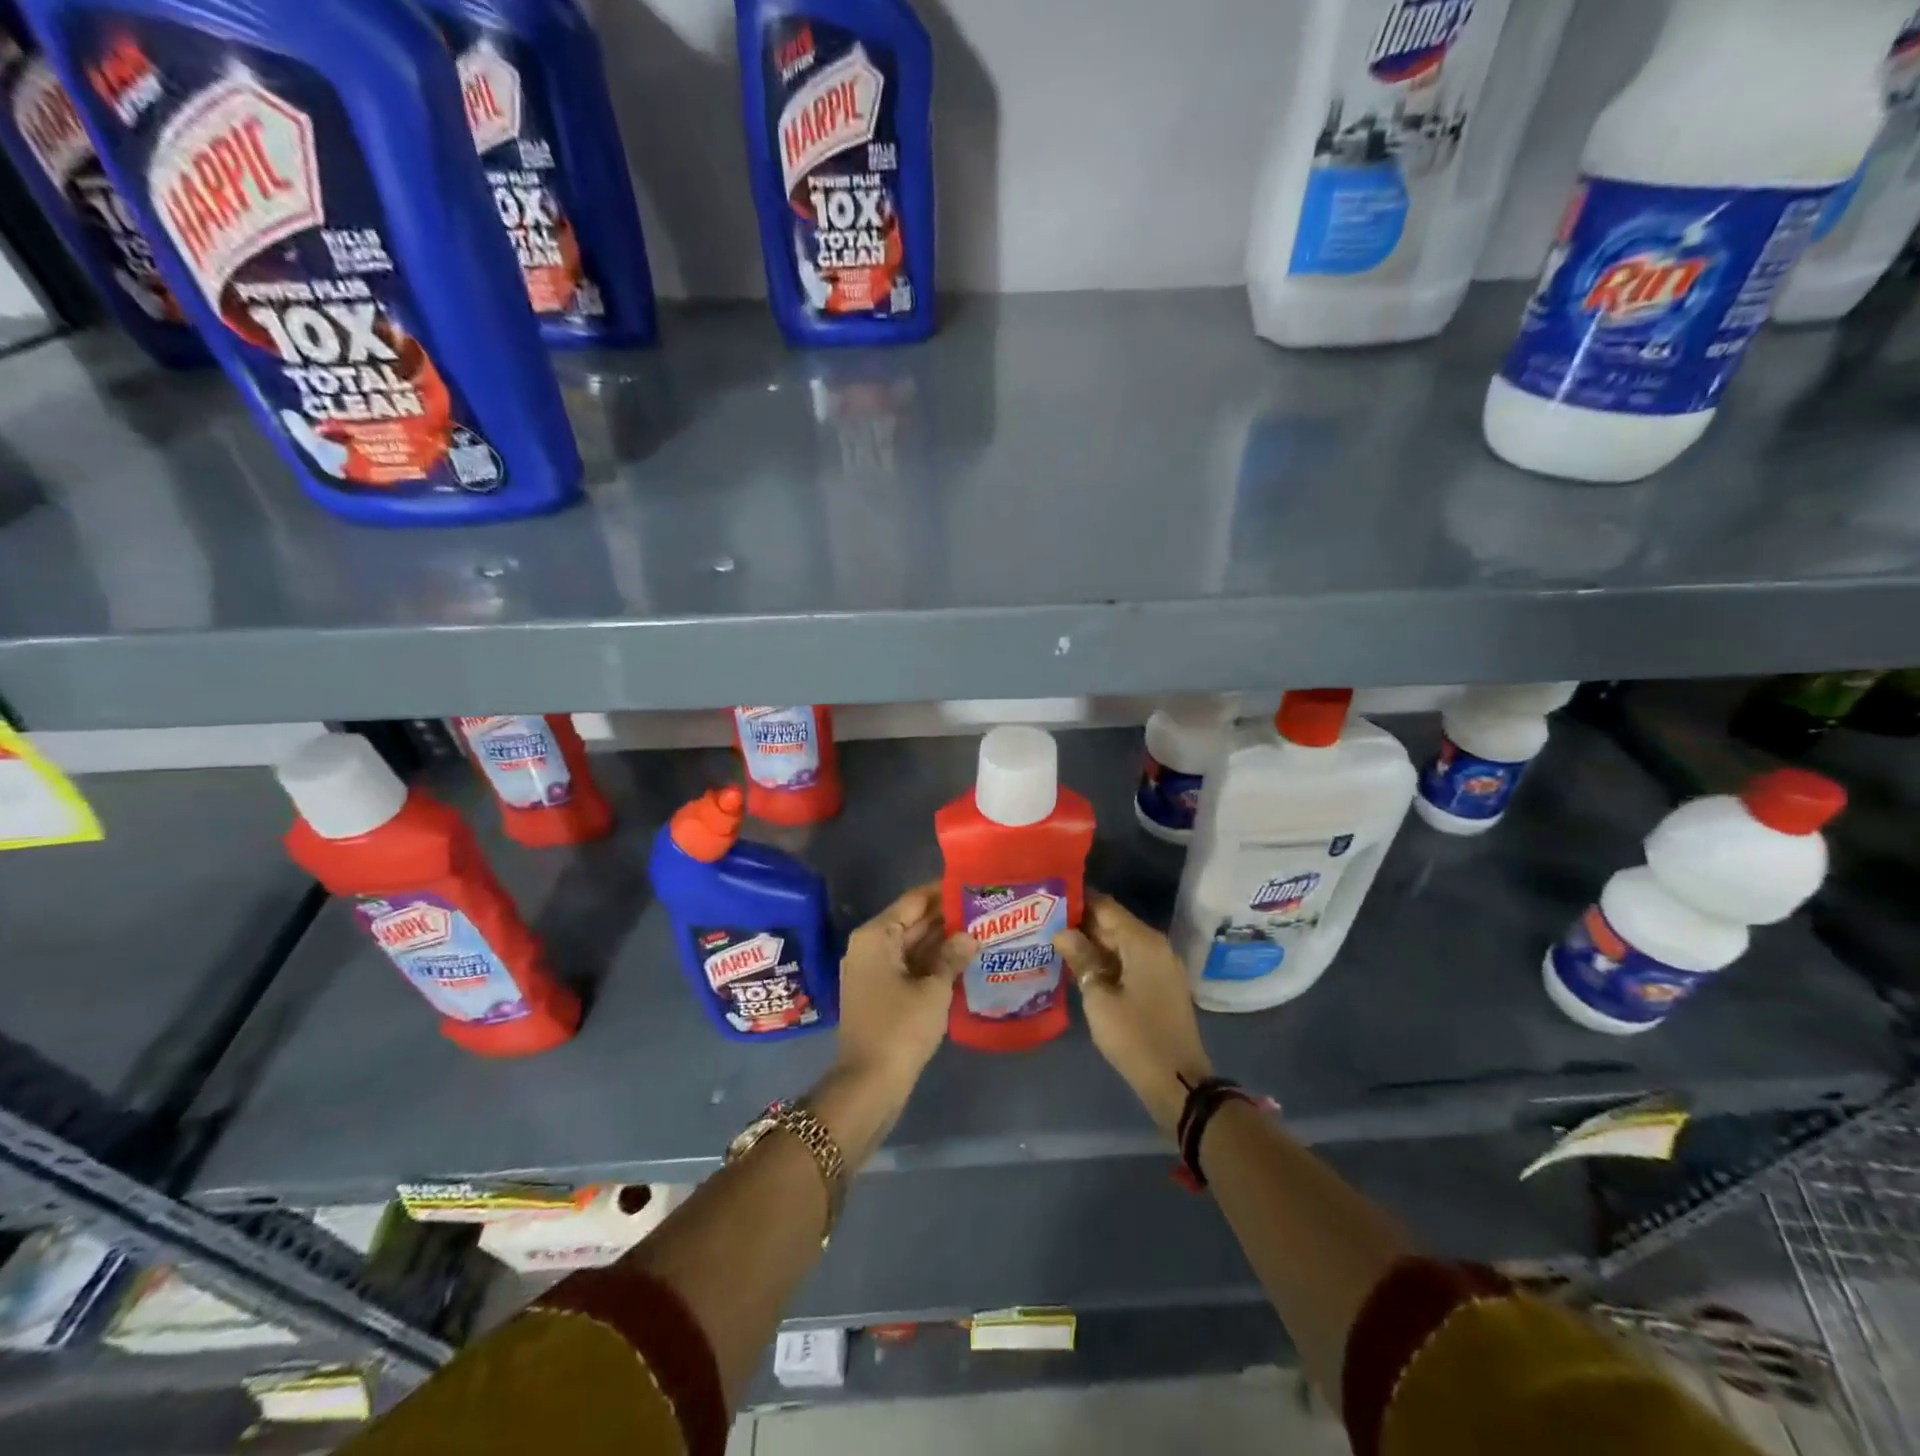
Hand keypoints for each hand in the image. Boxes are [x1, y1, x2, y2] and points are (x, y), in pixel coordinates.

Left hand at [833, 883, 973, 1093]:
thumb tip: (970, 936)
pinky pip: (909, 966)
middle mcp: (870, 946)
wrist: (869, 1084)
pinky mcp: (880, 992)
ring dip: (942, 941)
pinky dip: (932, 962)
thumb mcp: (933, 990)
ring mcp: (873, 970)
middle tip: (984, 908)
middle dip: (946, 917)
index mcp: (877, 936)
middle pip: (912, 921)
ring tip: (981, 930)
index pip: (914, 900)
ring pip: (912, 945)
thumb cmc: (900, 1028)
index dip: (943, 892)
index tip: (973, 885)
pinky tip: (963, 961)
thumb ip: (952, 957)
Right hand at [1055, 894, 1212, 1133]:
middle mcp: (1156, 945)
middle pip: (1114, 923)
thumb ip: (1081, 959)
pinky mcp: (1161, 985)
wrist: (1178, 1082)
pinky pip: (1130, 961)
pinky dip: (1107, 961)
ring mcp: (1161, 965)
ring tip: (1055, 944)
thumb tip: (1062, 932)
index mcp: (1143, 941)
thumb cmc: (1135, 1036)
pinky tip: (1080, 968)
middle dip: (1081, 924)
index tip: (1047, 903)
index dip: (1076, 902)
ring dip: (1092, 944)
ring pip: (1121, 943)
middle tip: (1044, 924)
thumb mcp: (1099, 998)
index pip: (1105, 906)